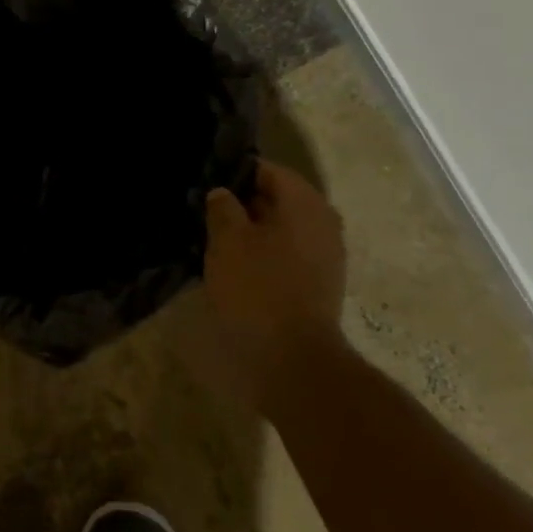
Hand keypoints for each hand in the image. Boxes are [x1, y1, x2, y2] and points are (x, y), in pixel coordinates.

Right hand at [204, 160, 349, 401]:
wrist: (295, 361)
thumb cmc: (258, 290)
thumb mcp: (227, 240)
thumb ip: (222, 207)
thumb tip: (222, 193)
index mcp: (304, 203)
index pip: (266, 170)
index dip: (234, 174)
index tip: (206, 184)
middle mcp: (323, 221)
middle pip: (276, 198)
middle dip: (242, 202)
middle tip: (206, 212)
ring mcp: (326, 255)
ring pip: (281, 227)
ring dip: (252, 230)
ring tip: (216, 239)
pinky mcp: (320, 283)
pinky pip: (287, 252)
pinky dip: (264, 253)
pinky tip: (236, 265)